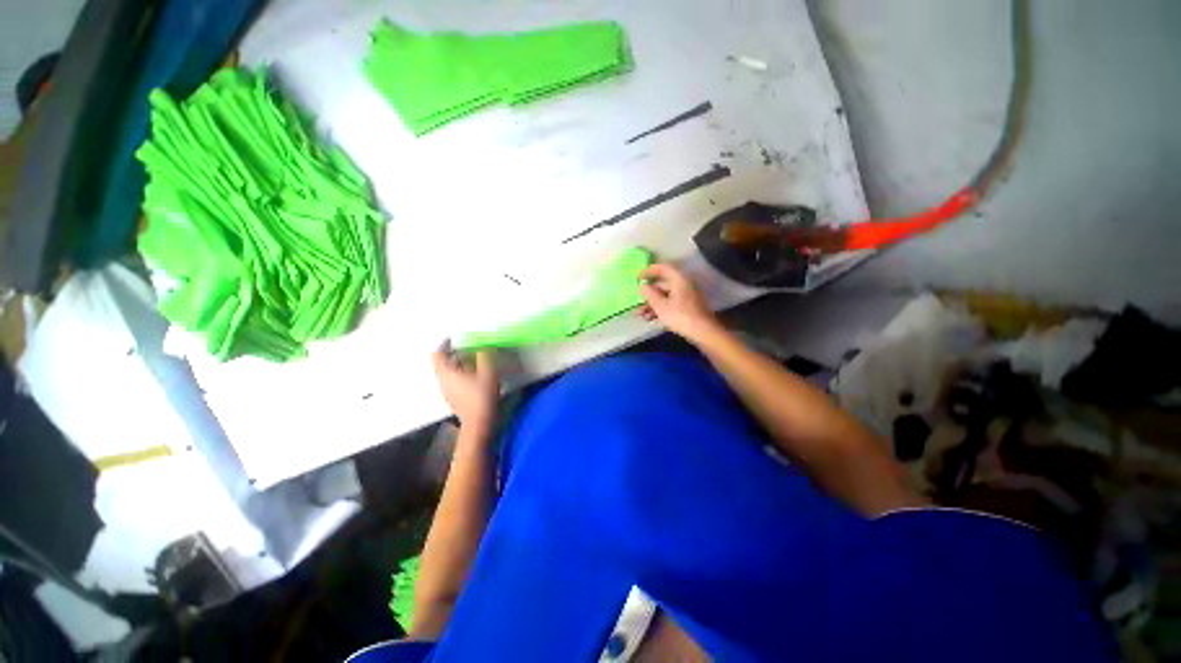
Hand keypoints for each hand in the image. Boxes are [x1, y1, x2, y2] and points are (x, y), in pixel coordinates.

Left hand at [432, 343, 499, 431]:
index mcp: (446, 373)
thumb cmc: (482, 397)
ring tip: (474, 359)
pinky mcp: (454, 399)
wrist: (479, 424)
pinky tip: (476, 375)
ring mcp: (447, 392)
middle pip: (442, 363)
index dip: (444, 344)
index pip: (437, 354)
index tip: (454, 338)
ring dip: (459, 363)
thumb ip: (484, 356)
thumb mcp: (488, 372)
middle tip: (468, 346)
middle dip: (454, 353)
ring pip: (448, 373)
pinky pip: (454, 381)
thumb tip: (482, 346)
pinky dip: (461, 373)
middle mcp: (443, 382)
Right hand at [638, 263, 720, 342]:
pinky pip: (670, 304)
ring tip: (640, 314)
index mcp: (679, 279)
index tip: (637, 277)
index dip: (649, 270)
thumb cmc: (680, 316)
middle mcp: (684, 284)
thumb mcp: (660, 305)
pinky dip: (660, 309)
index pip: (663, 268)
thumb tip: (641, 285)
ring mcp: (687, 296)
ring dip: (652, 303)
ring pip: (665, 296)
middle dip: (648, 292)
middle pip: (663, 283)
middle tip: (637, 299)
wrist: (703, 332)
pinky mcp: (688, 308)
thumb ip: (649, 293)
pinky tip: (650, 318)